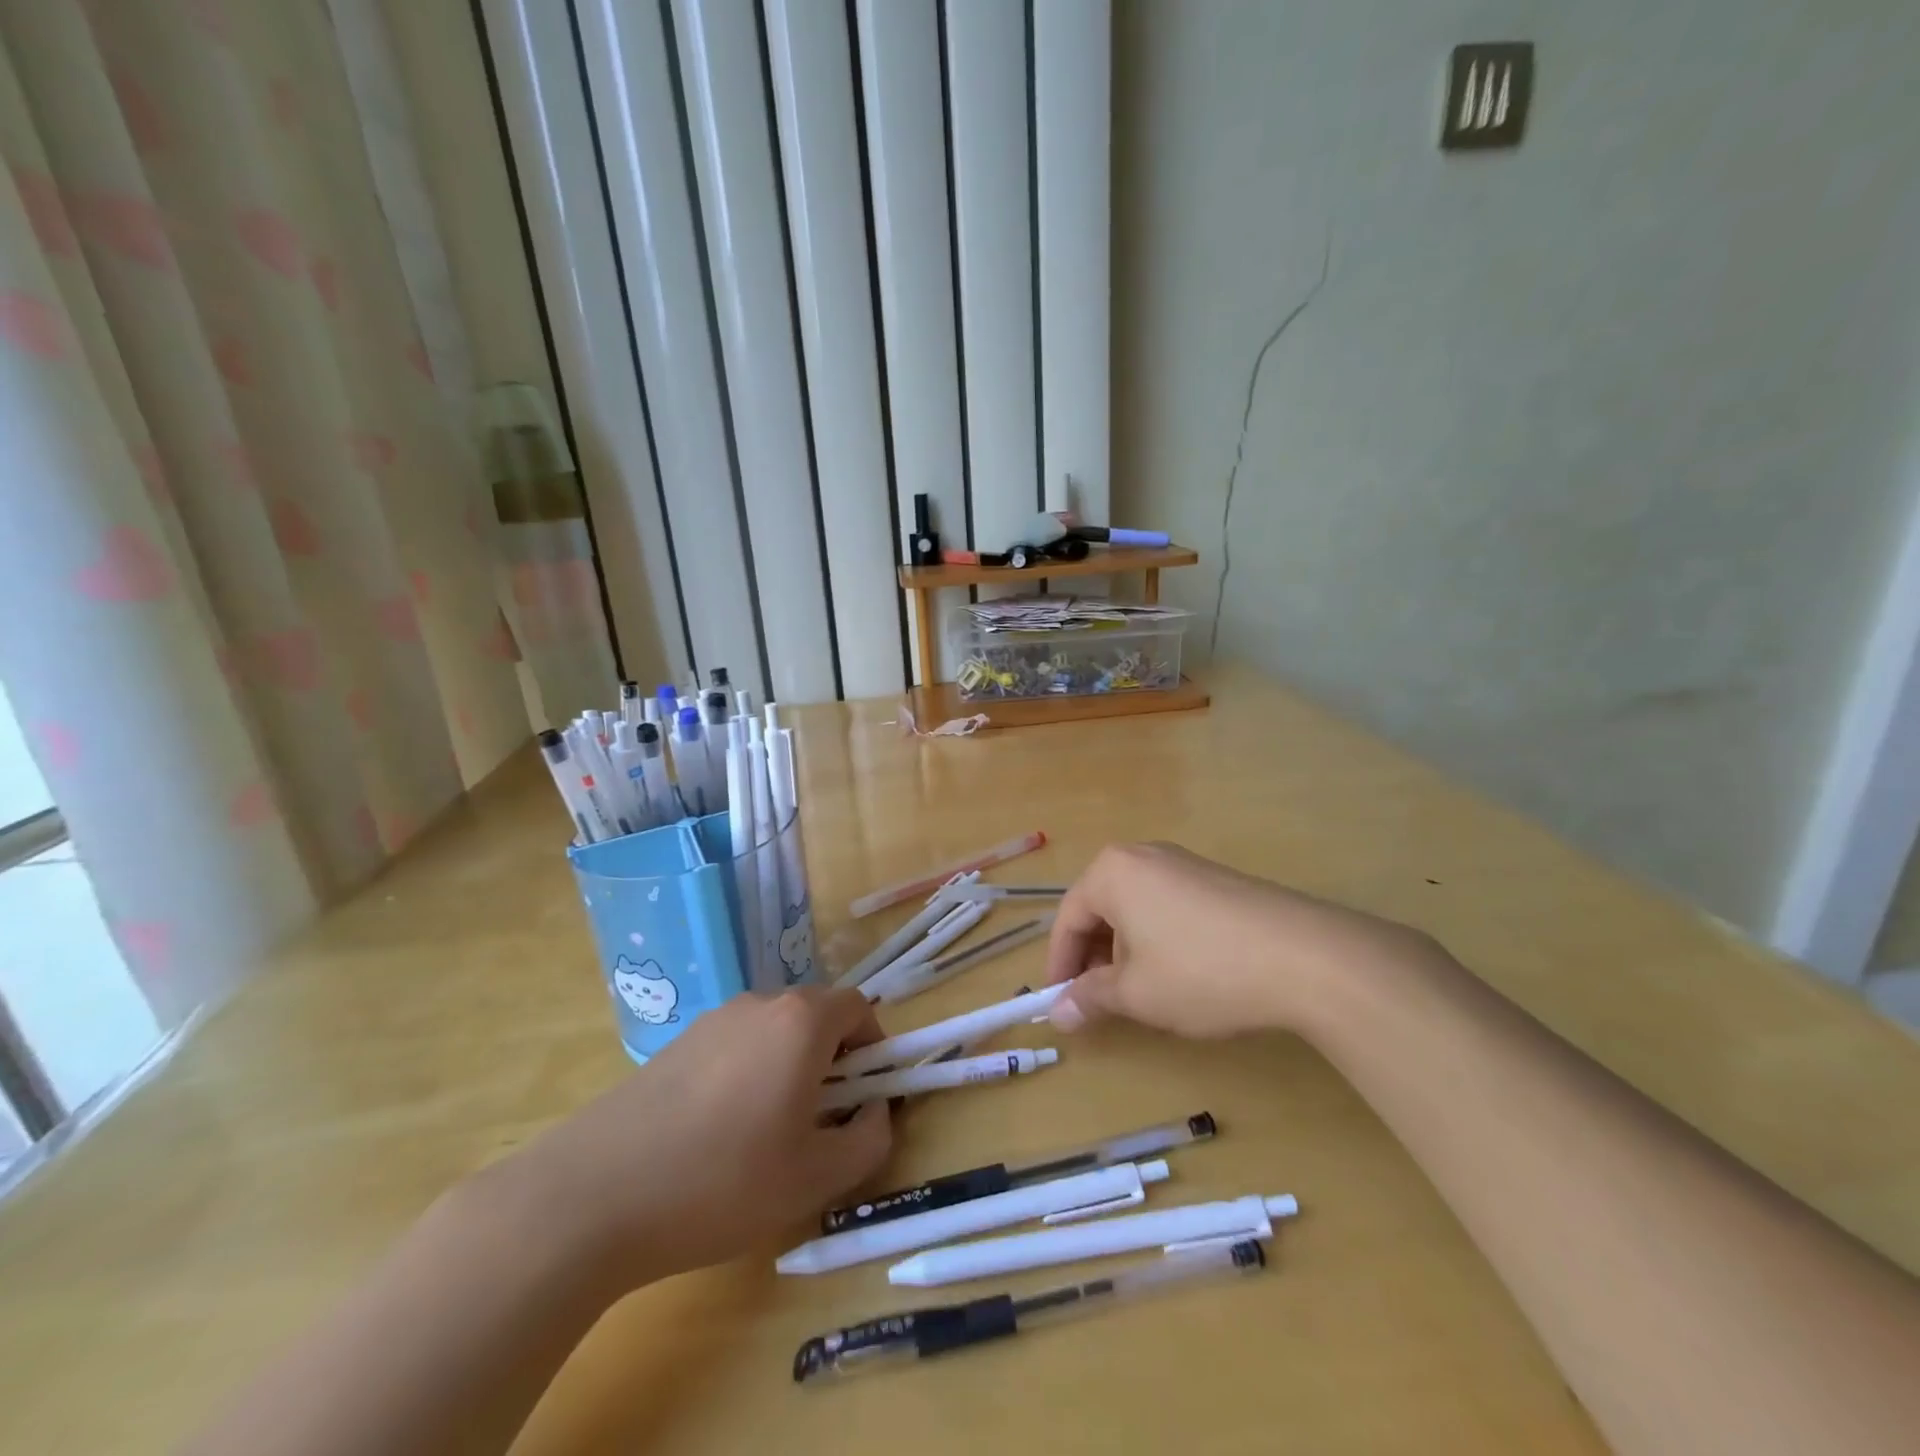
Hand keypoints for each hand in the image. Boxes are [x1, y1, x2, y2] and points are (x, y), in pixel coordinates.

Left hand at [503, 987, 890, 1289]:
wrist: (593, 1196)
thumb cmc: (723, 1181)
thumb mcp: (816, 1177)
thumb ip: (868, 1139)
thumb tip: (874, 1111)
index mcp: (800, 1021)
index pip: (858, 1006)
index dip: (874, 1047)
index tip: (864, 1097)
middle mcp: (759, 1004)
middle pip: (815, 1016)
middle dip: (833, 1060)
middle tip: (821, 1122)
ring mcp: (712, 1020)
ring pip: (773, 1033)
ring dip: (789, 1068)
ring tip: (768, 1135)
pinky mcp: (675, 1045)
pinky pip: (734, 1047)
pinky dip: (748, 1075)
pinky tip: (718, 1135)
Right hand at [1043, 842, 1441, 1038]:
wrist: (1307, 957)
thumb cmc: (1201, 971)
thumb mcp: (1137, 993)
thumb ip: (1090, 998)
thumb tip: (1057, 1013)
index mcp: (1112, 872)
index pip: (1069, 918)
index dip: (1060, 964)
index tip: (1059, 1002)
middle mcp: (1144, 856)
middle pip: (1101, 908)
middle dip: (1095, 957)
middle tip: (1100, 1001)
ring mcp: (1185, 864)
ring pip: (1136, 908)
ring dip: (1127, 951)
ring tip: (1143, 993)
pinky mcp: (1218, 879)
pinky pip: (1169, 906)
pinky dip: (1159, 939)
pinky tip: (1182, 974)